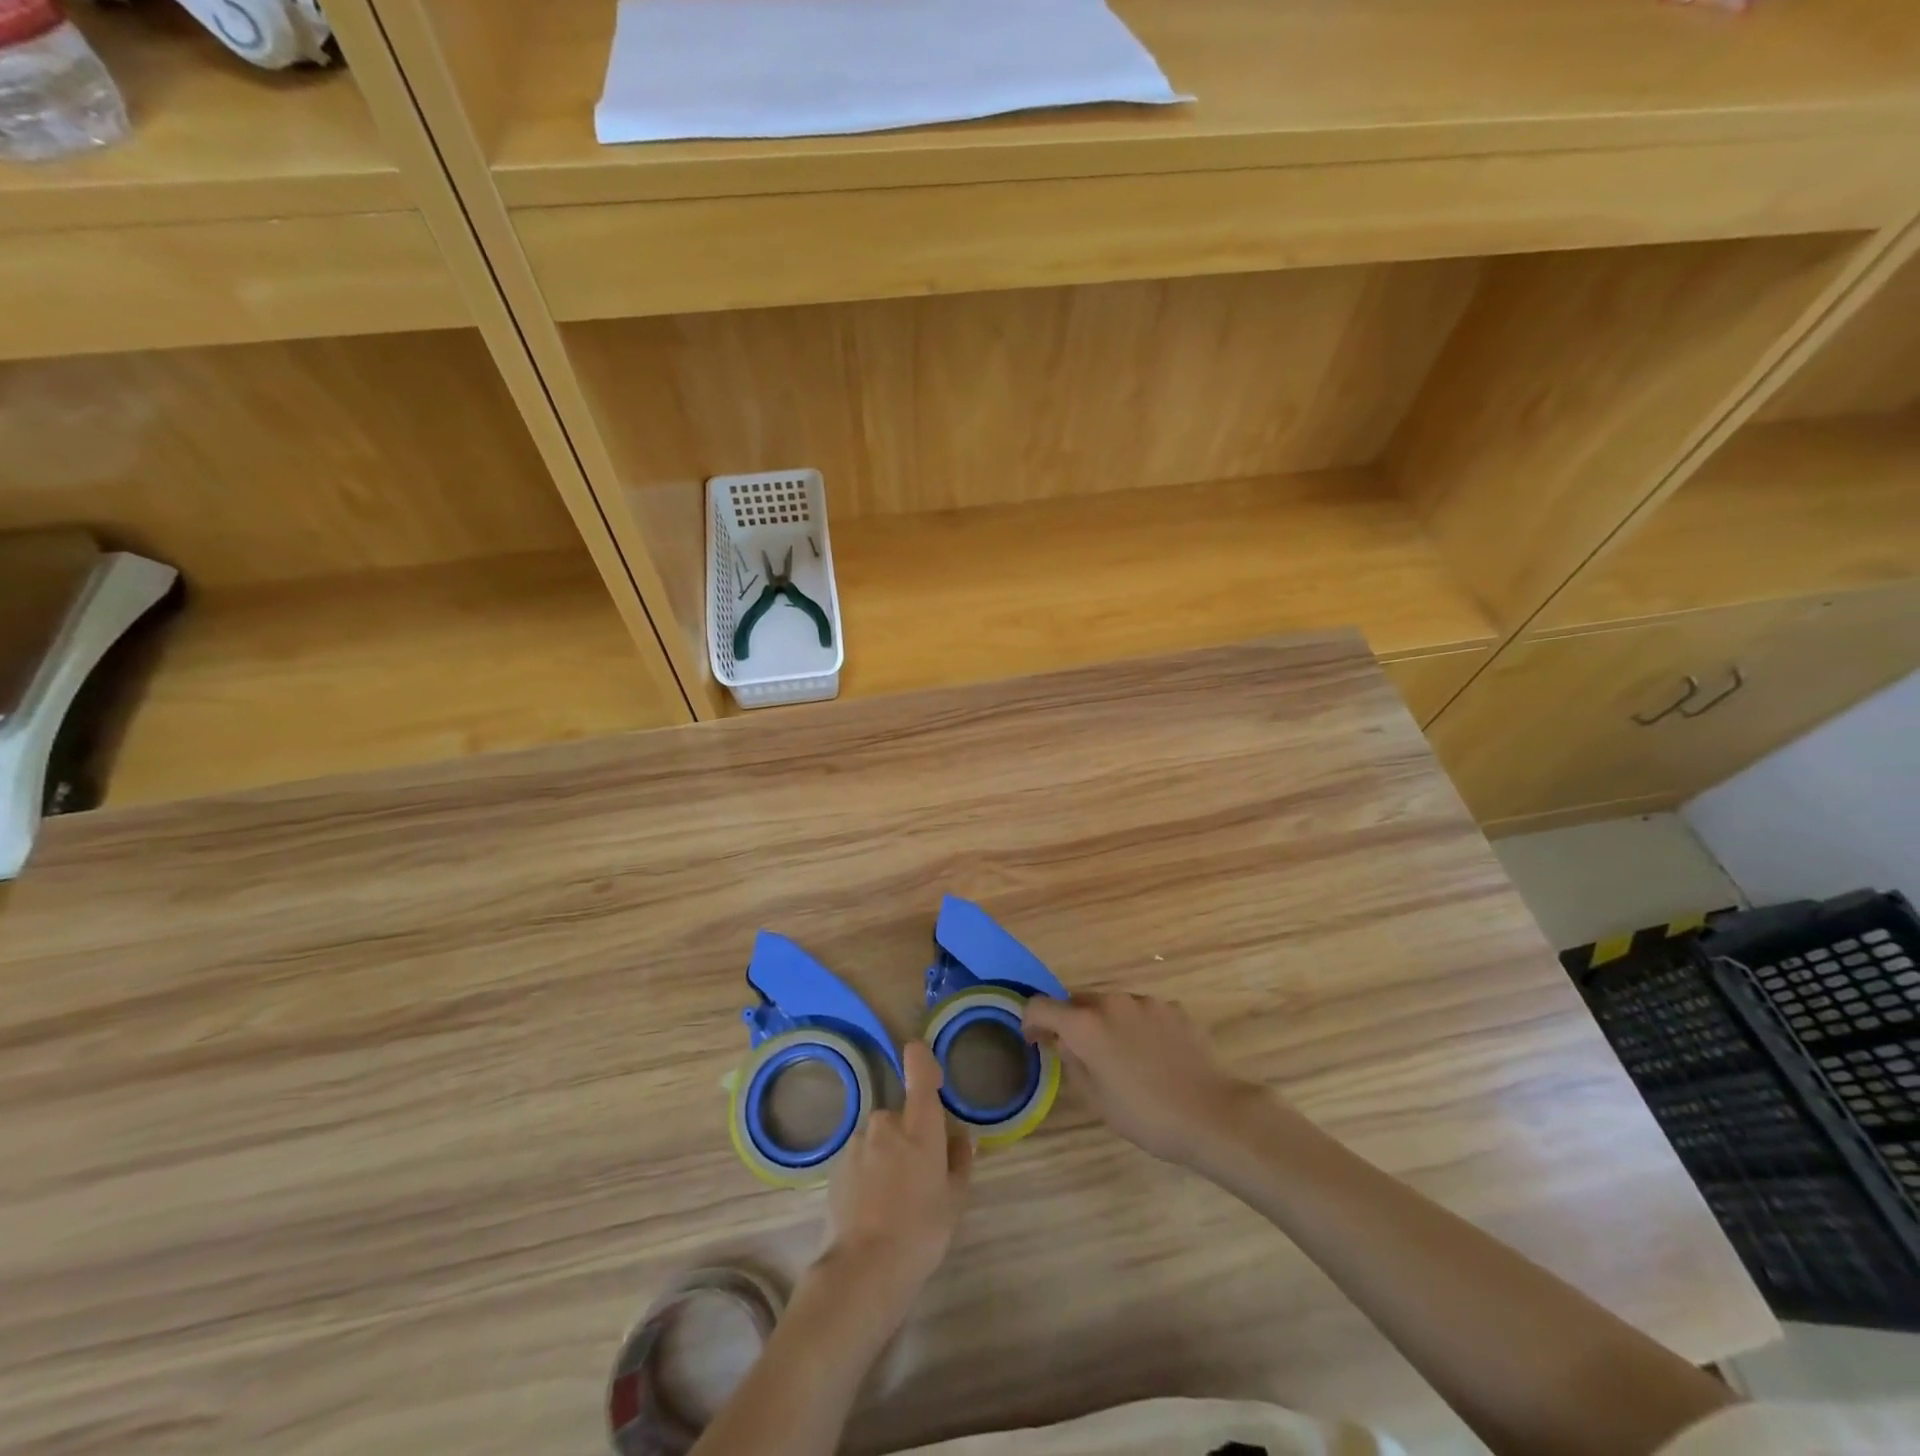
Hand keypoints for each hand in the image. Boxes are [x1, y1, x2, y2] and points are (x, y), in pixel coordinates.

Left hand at [821, 1040, 971, 1312]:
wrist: (863, 1269)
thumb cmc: (921, 1231)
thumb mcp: (955, 1199)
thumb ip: (959, 1160)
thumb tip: (958, 1137)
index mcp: (919, 1124)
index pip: (919, 1068)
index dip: (922, 1059)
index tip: (926, 1067)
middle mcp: (886, 1122)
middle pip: (902, 1116)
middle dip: (911, 1137)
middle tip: (921, 1177)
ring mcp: (857, 1142)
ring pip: (880, 1140)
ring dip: (888, 1157)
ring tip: (895, 1201)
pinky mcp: (837, 1165)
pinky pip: (861, 1159)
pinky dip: (869, 1173)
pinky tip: (873, 1208)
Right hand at [1023, 993, 1264, 1167]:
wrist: (1213, 1115)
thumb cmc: (1146, 1116)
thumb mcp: (1097, 1099)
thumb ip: (1072, 1062)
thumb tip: (1062, 1042)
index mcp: (1085, 1024)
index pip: (1041, 1006)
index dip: (1031, 1021)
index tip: (1035, 1041)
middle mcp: (1111, 1002)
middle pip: (1078, 1002)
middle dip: (1072, 1023)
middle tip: (1080, 1054)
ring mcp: (1146, 1002)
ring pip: (1112, 1006)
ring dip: (1107, 1024)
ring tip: (1123, 1059)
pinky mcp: (1174, 1008)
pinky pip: (1143, 1012)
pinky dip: (1138, 1027)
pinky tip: (1153, 1057)